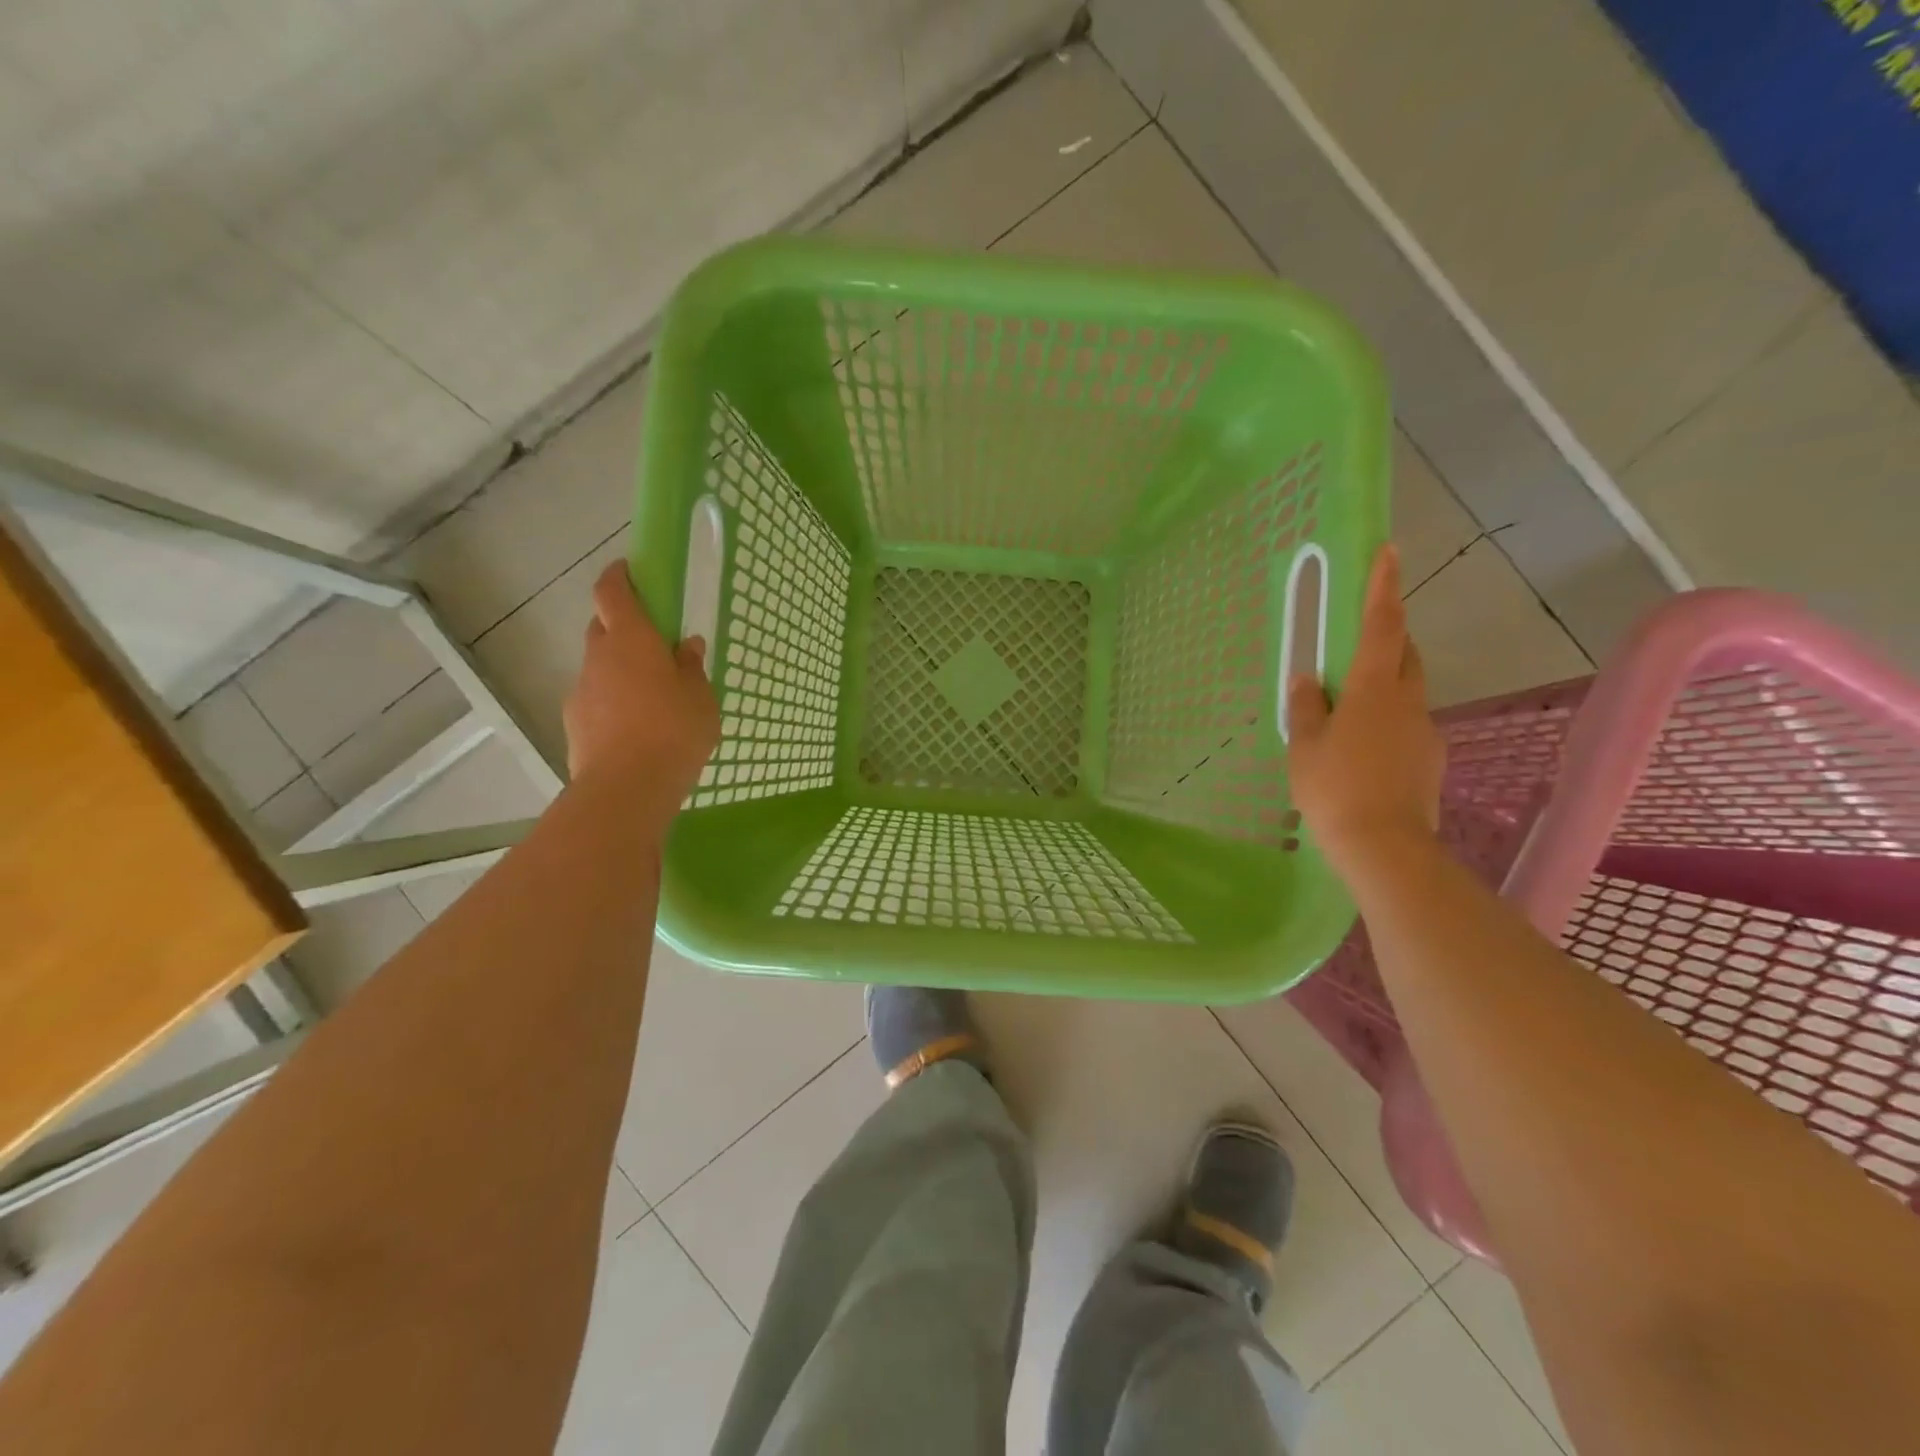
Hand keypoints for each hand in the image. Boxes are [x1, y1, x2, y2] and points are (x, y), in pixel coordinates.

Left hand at [563, 560, 719, 806]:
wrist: (627, 789)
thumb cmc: (674, 732)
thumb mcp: (701, 699)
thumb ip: (692, 668)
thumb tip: (686, 646)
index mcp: (632, 640)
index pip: (613, 591)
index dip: (619, 576)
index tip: (630, 570)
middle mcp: (599, 657)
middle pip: (603, 628)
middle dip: (623, 628)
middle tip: (655, 647)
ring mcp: (581, 690)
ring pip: (600, 667)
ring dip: (620, 671)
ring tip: (651, 699)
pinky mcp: (575, 723)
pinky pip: (596, 700)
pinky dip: (612, 703)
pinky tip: (636, 729)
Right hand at [1286, 544, 1443, 872]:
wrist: (1384, 846)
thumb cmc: (1334, 788)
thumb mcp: (1305, 746)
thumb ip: (1307, 708)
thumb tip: (1309, 680)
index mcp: (1373, 689)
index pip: (1381, 625)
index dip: (1383, 587)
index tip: (1389, 551)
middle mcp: (1407, 701)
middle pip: (1404, 654)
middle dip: (1387, 637)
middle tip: (1357, 643)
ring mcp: (1424, 731)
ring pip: (1407, 691)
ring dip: (1385, 684)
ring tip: (1349, 709)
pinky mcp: (1429, 759)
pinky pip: (1407, 724)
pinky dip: (1387, 721)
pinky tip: (1362, 750)